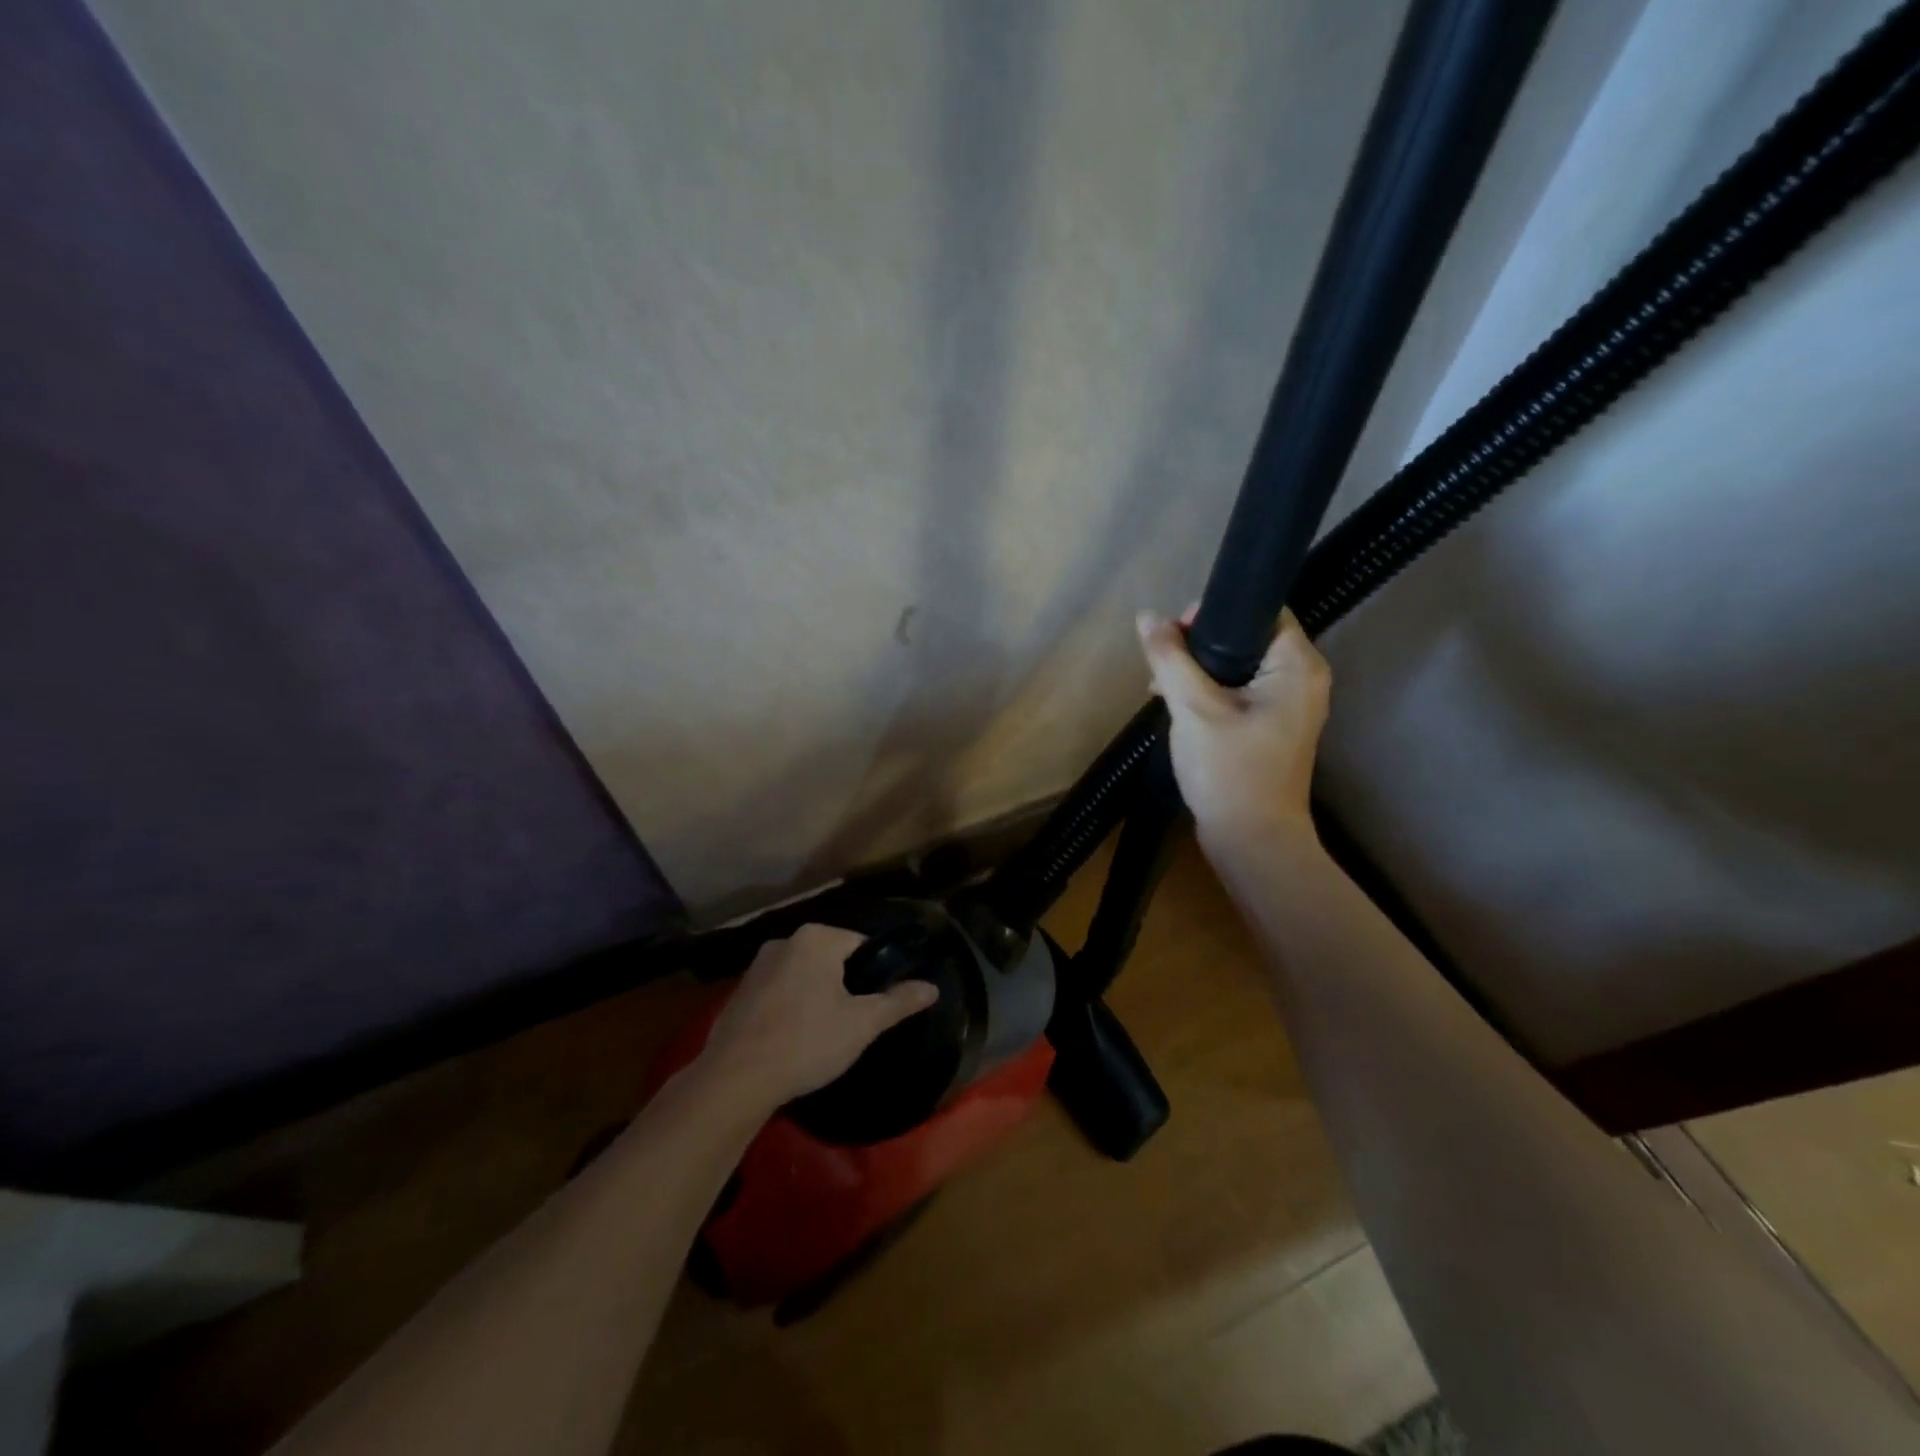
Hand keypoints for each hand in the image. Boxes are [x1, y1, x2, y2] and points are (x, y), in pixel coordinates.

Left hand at [699, 925, 939, 1109]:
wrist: (736, 1078)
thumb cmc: (807, 1042)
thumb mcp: (863, 1023)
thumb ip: (899, 1001)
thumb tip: (932, 987)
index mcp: (817, 938)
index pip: (861, 943)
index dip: (875, 972)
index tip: (877, 1002)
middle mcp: (785, 941)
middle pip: (830, 958)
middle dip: (844, 984)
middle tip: (855, 1021)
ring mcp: (757, 966)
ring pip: (803, 974)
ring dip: (816, 994)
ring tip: (824, 1032)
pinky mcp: (739, 992)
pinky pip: (778, 991)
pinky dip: (790, 1006)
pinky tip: (793, 1038)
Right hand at [1137, 606, 1330, 847]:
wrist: (1252, 841)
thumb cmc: (1229, 769)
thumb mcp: (1193, 708)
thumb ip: (1170, 658)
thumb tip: (1148, 617)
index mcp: (1297, 665)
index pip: (1260, 611)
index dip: (1215, 613)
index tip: (1176, 633)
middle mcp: (1303, 679)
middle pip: (1247, 637)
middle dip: (1199, 644)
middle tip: (1163, 661)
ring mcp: (1289, 706)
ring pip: (1238, 667)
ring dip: (1199, 670)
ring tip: (1161, 685)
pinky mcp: (1272, 727)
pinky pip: (1239, 693)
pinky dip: (1209, 693)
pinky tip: (1176, 704)